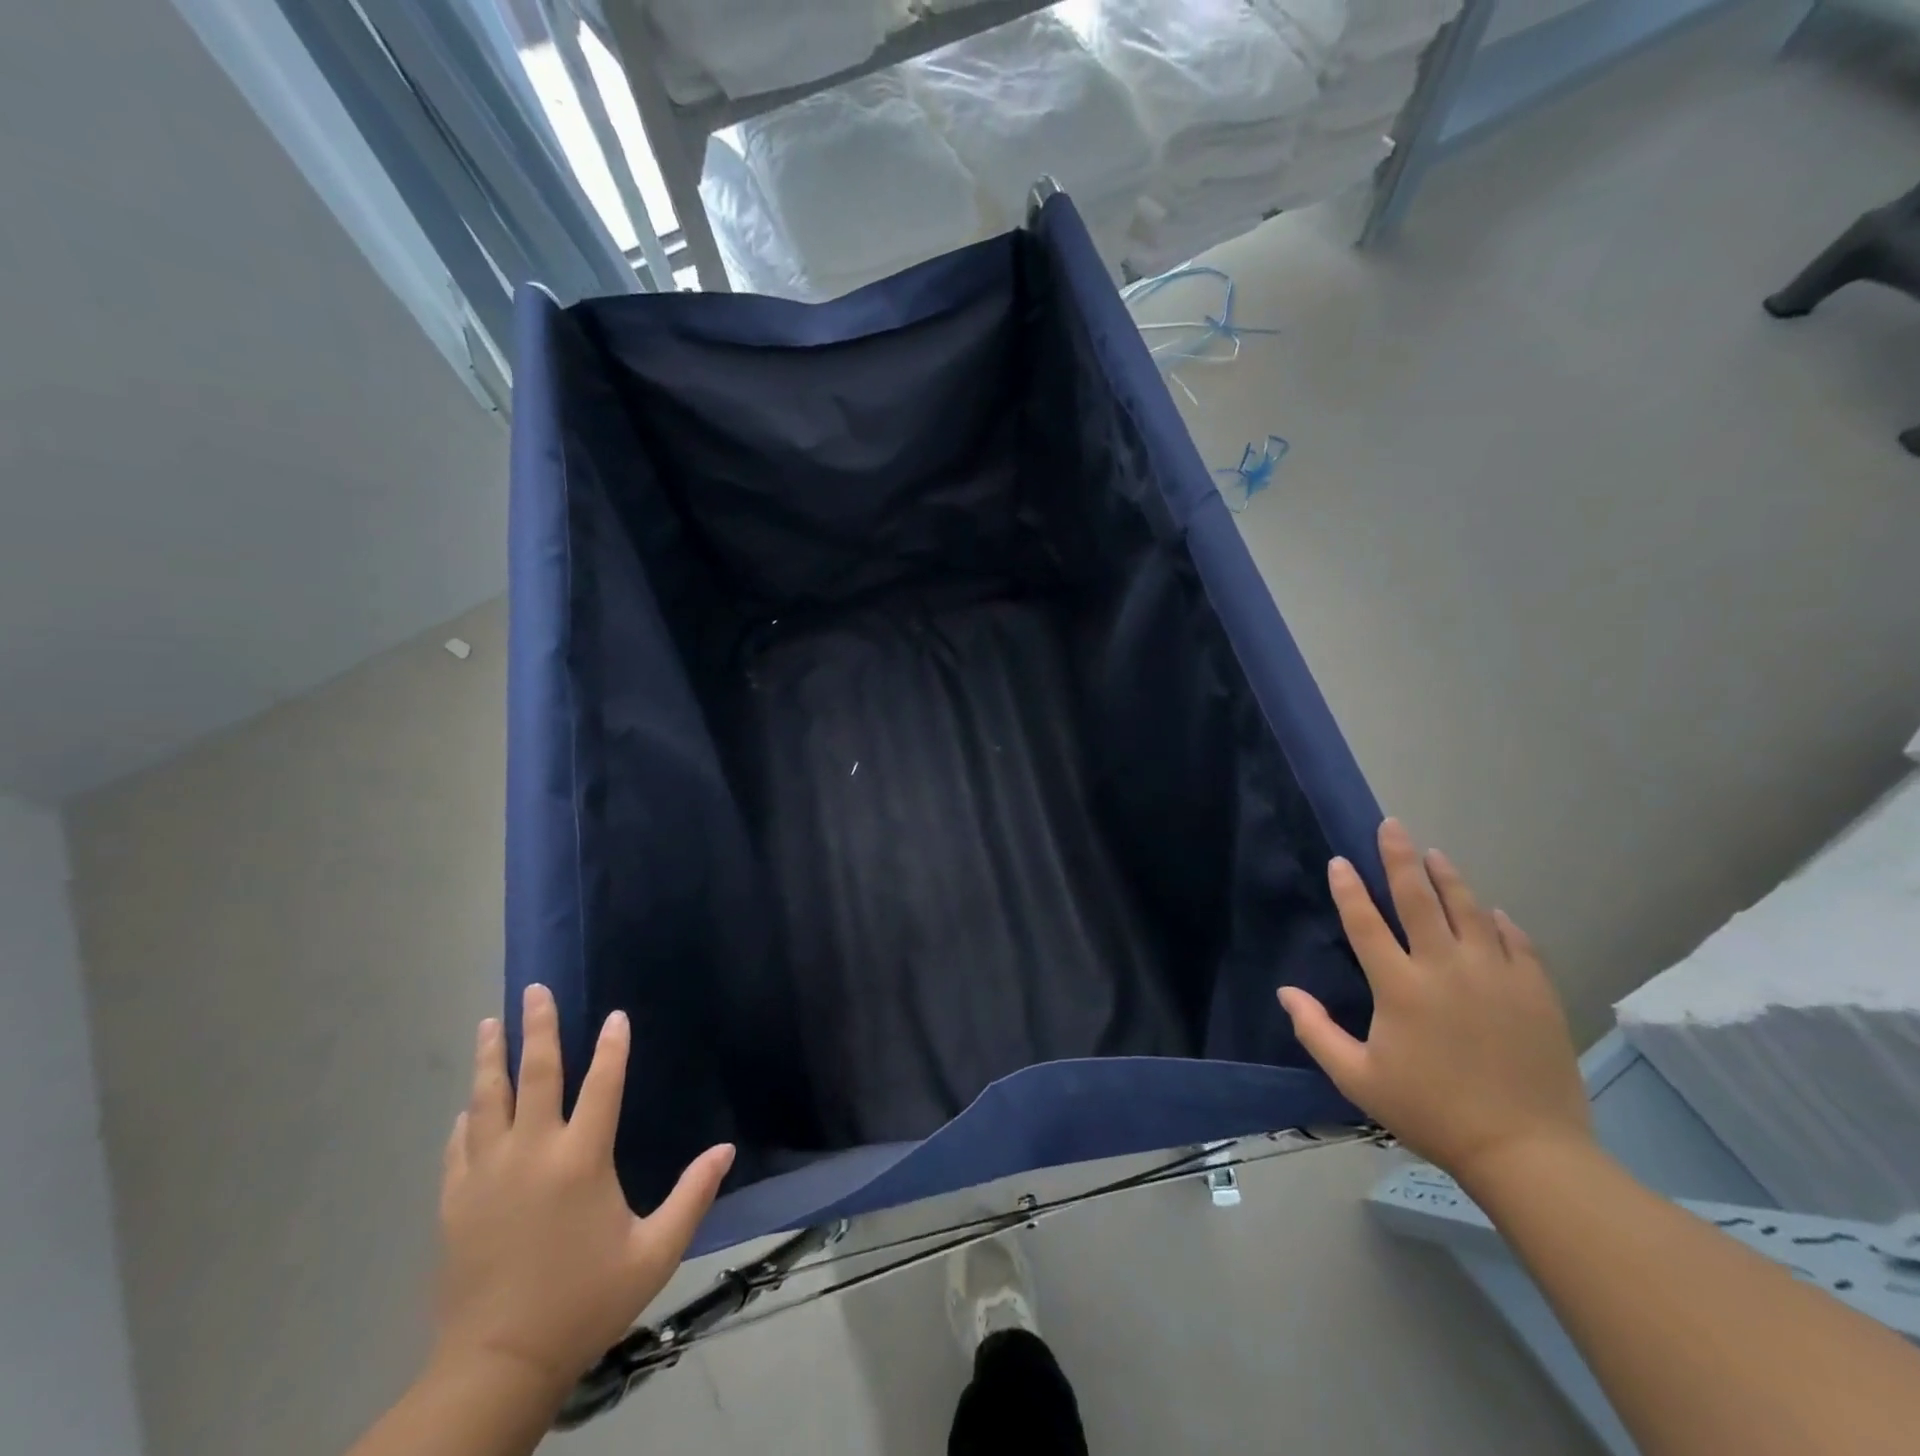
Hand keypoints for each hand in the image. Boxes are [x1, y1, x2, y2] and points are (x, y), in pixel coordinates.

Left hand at [433, 984, 733, 1403]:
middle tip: (534, 990)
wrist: (497, 1366)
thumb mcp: (654, 1254)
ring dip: (492, 1058)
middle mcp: (532, 1154)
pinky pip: (459, 1146)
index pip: (602, 1085)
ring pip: (487, 1101)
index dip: (613, 1047)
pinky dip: (467, 1118)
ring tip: (490, 1024)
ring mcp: (486, 1176)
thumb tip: (726, 1149)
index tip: (616, 1015)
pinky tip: (468, 1105)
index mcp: (581, 1160)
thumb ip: (692, 1196)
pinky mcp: (455, 1203)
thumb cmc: (584, 1302)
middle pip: (535, 1075)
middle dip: (538, 1028)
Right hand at [1279, 819, 1591, 1184]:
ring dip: (1449, 878)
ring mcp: (1496, 976)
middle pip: (1420, 899)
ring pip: (1470, 910)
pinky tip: (1492, 911)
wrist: (1526, 1152)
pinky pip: (1516, 942)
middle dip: (1400, 858)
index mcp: (1400, 987)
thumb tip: (1285, 992)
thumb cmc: (1431, 1112)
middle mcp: (1446, 968)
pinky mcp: (1536, 991)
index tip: (1339, 861)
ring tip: (1435, 854)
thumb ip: (1315, 1031)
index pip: (1366, 923)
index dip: (1348, 889)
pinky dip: (1499, 922)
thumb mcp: (1358, 1079)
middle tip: (1392, 826)